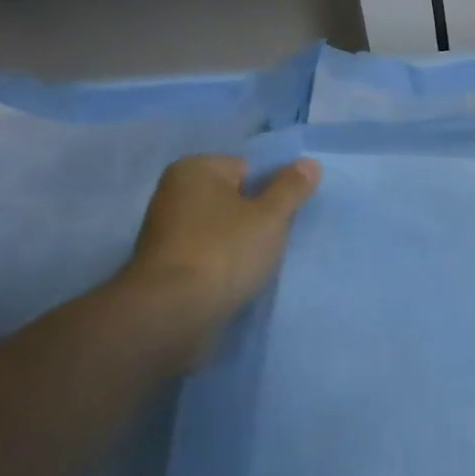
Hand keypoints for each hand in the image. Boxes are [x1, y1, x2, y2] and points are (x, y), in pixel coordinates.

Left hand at [125, 155, 320, 327]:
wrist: (172, 312)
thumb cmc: (224, 251)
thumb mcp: (271, 216)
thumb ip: (292, 187)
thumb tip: (309, 163)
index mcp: (194, 169)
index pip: (248, 168)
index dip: (270, 192)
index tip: (280, 217)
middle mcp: (173, 192)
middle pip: (234, 197)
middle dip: (256, 217)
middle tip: (271, 240)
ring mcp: (165, 229)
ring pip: (222, 227)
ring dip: (241, 242)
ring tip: (254, 263)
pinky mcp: (165, 263)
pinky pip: (207, 252)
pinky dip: (222, 262)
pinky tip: (234, 278)